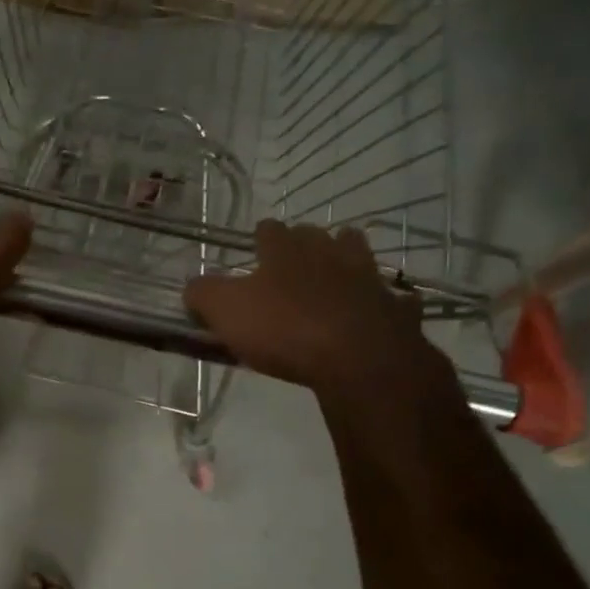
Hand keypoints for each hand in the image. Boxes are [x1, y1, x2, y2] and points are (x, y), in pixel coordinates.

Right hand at [183, 220, 449, 401]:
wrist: (359, 358)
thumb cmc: (284, 329)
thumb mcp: (225, 312)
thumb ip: (203, 294)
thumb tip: (194, 286)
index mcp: (285, 250)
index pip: (270, 230)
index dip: (260, 239)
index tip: (253, 252)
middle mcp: (329, 252)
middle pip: (317, 235)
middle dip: (305, 244)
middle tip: (291, 266)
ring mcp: (368, 277)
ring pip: (358, 254)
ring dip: (346, 260)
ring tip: (333, 280)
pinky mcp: (396, 307)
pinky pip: (391, 298)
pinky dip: (381, 303)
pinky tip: (373, 315)